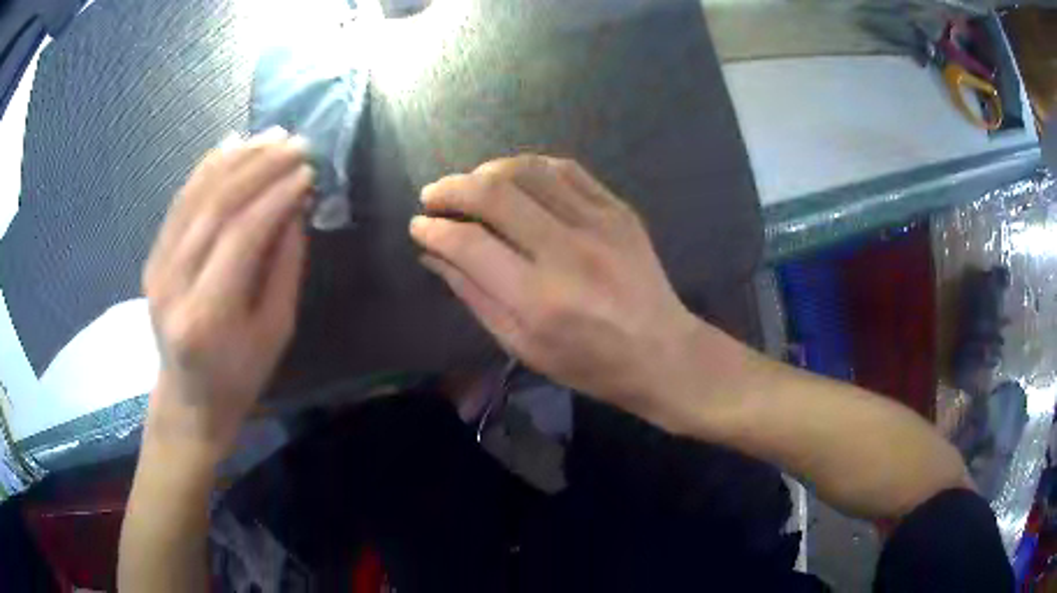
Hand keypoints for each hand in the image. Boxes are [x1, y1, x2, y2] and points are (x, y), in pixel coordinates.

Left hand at [142, 128, 311, 458]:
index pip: (241, 236)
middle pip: (215, 207)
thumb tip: (295, 206)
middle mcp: (173, 284)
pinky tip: (231, 145)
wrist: (188, 397)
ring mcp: (157, 267)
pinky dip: (206, 168)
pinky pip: (179, 202)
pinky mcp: (153, 257)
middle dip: (259, 167)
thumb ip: (285, 267)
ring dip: (235, 159)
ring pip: (195, 196)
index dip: (276, 197)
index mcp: (206, 315)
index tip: (307, 171)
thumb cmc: (240, 376)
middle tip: (295, 143)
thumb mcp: (276, 331)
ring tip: (270, 136)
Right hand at [410, 155, 701, 416]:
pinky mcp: (618, 210)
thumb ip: (473, 295)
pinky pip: (566, 169)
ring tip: (470, 184)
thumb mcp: (521, 345)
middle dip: (451, 188)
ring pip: (527, 170)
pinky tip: (514, 178)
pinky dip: (530, 166)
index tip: (418, 225)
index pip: (469, 244)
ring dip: (487, 171)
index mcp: (539, 299)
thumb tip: (432, 254)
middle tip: (433, 195)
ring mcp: (599, 223)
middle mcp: (567, 252)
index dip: (434, 230)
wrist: (661, 351)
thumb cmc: (588, 363)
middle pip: (494, 194)